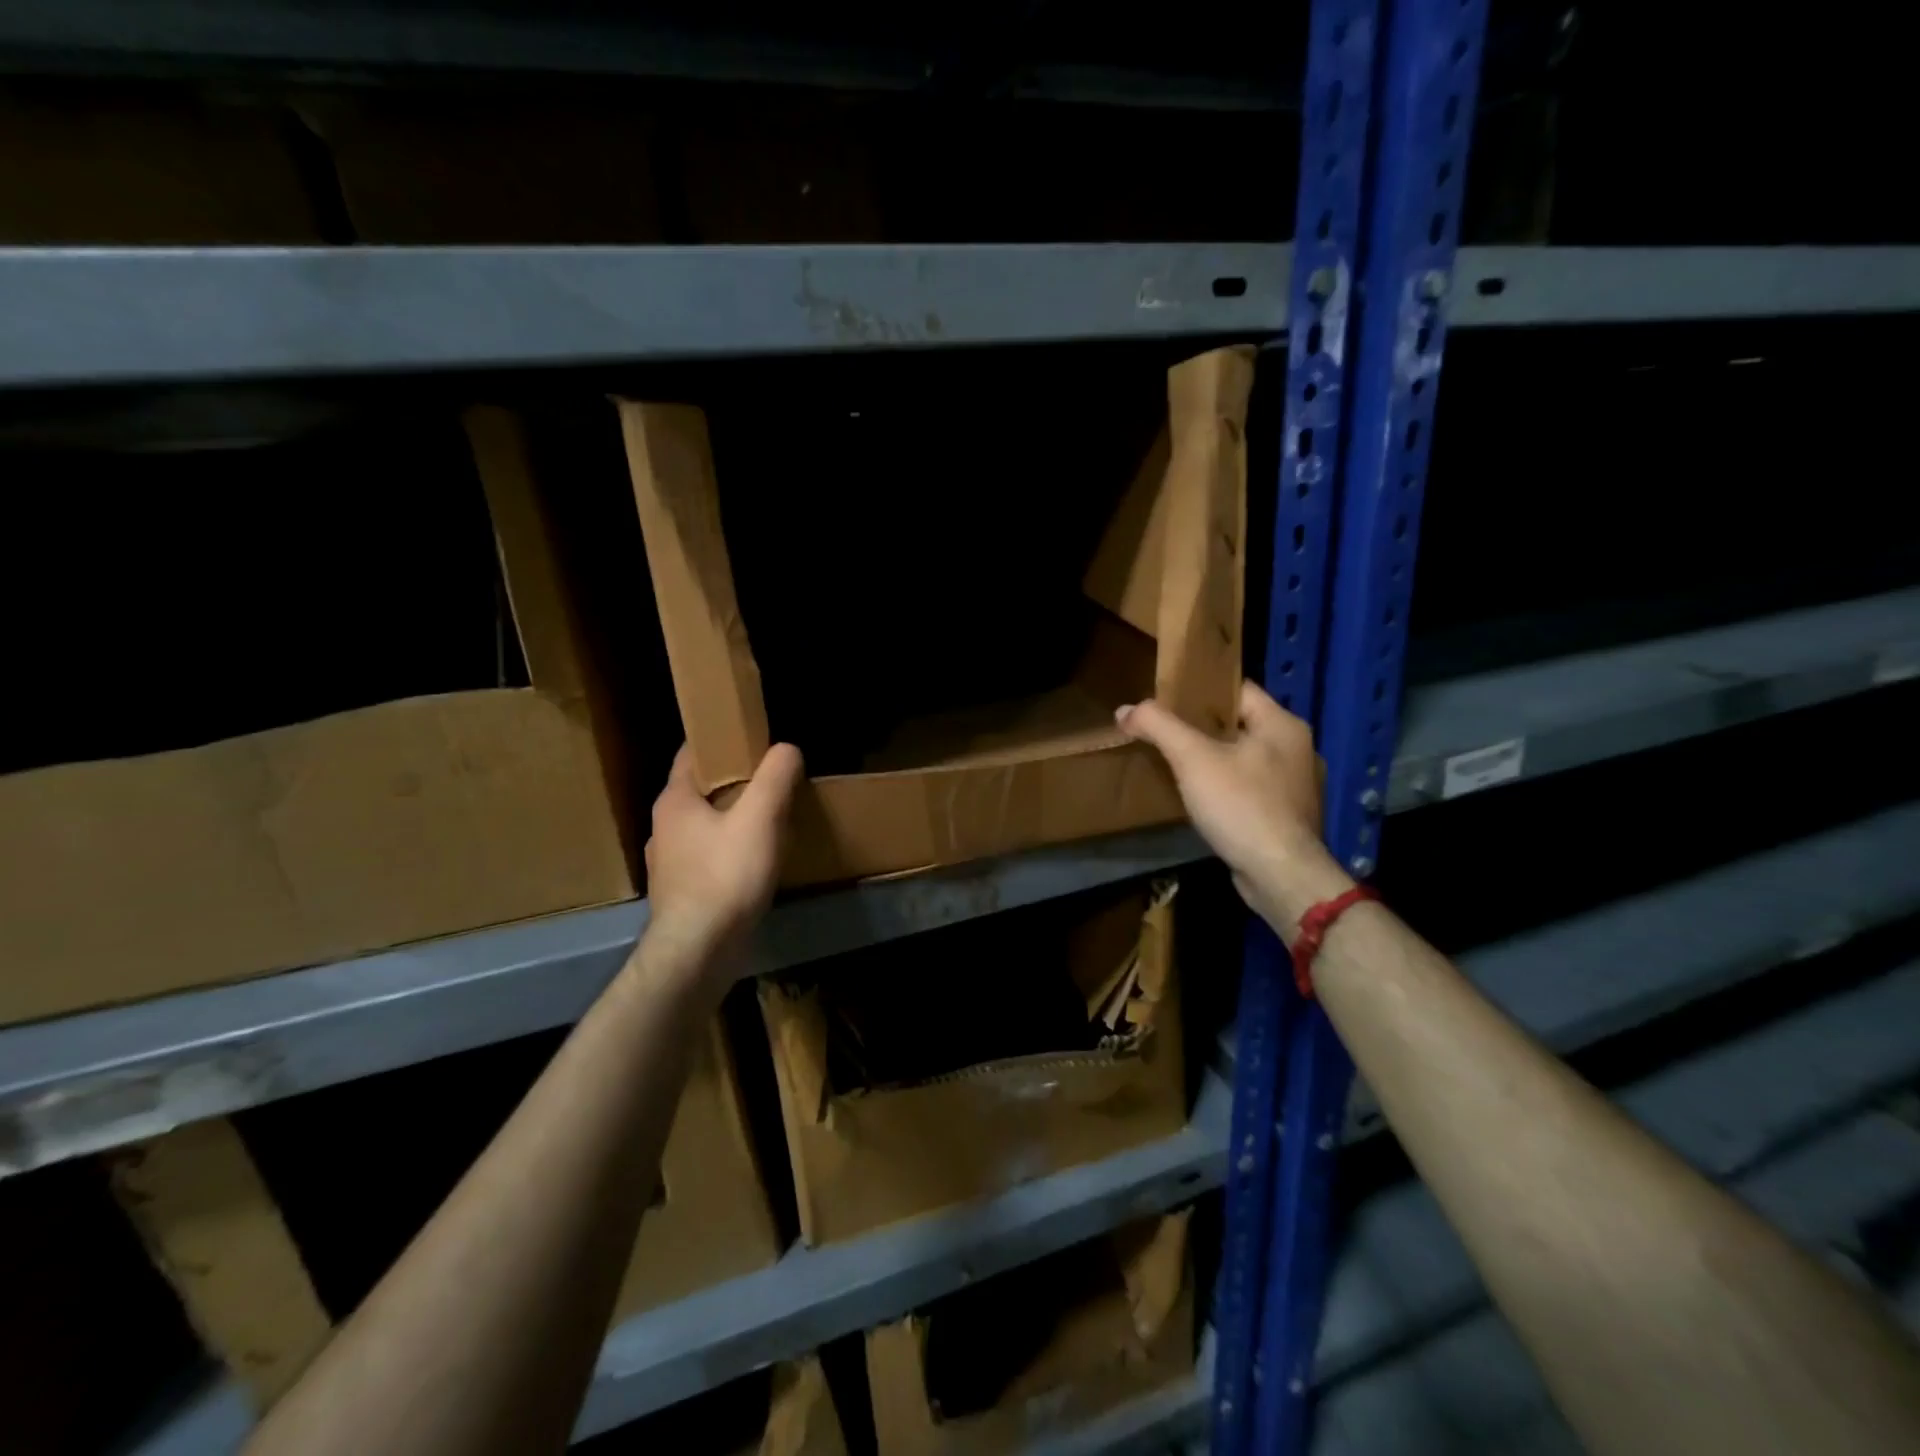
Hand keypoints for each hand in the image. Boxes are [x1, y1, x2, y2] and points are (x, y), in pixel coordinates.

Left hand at [643, 742, 803, 973]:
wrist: (698, 951)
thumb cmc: (726, 876)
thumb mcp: (760, 818)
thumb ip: (775, 777)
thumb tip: (786, 748)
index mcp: (674, 801)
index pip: (690, 754)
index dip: (719, 742)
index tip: (749, 739)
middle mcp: (662, 828)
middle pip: (698, 791)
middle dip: (731, 782)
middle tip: (768, 780)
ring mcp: (667, 864)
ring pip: (701, 827)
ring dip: (729, 820)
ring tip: (765, 822)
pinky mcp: (678, 894)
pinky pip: (705, 858)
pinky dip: (726, 852)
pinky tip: (751, 864)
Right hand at [1117, 682, 1352, 933]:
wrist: (1281, 875)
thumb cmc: (1241, 806)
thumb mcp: (1193, 759)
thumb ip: (1159, 727)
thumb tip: (1126, 709)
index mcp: (1283, 724)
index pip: (1238, 689)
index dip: (1201, 689)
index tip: (1168, 696)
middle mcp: (1297, 748)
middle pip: (1240, 723)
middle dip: (1202, 725)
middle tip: (1164, 729)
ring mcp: (1296, 784)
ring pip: (1245, 757)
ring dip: (1214, 757)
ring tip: (1177, 761)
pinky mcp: (1288, 815)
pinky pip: (1251, 787)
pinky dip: (1227, 786)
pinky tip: (1202, 797)